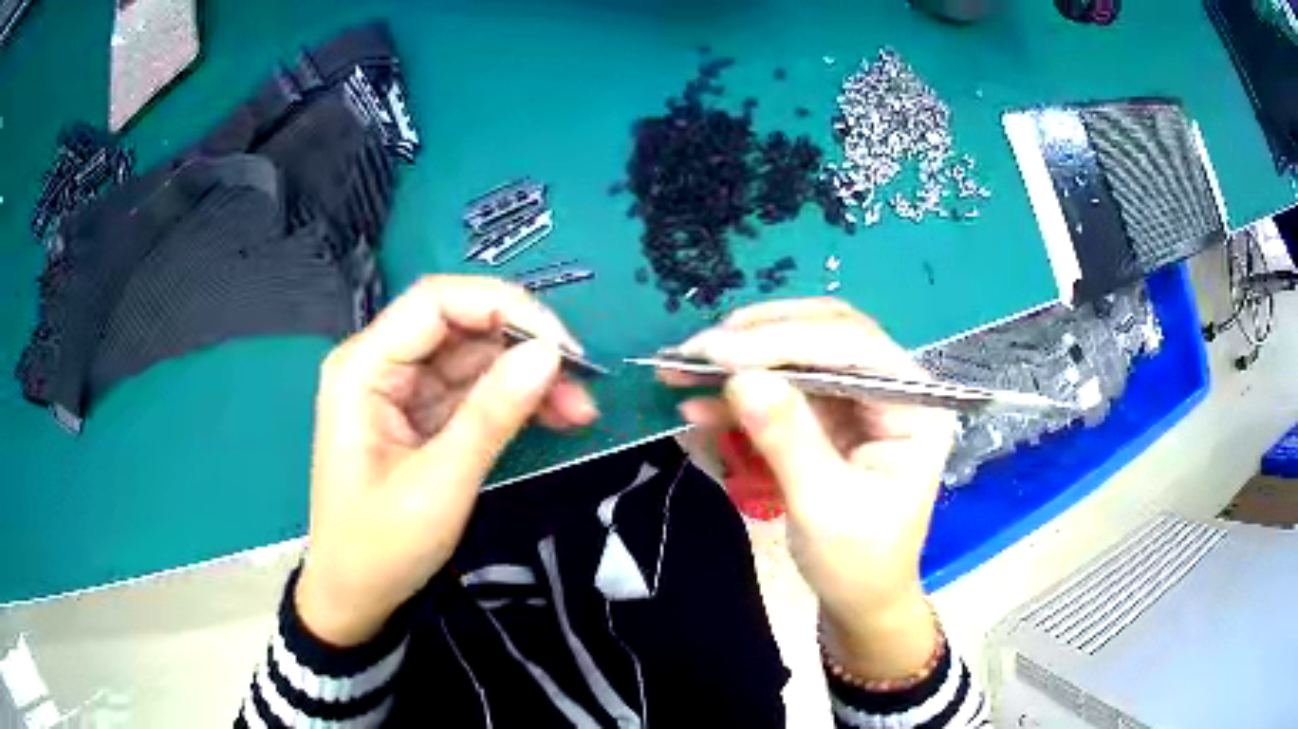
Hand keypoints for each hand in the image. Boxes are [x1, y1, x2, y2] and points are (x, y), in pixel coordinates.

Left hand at [297, 276, 598, 646]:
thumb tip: (550, 353)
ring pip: (473, 359)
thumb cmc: (380, 549)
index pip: (436, 302)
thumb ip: (492, 414)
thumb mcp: (440, 485)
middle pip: (459, 325)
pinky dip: (513, 402)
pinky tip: (553, 417)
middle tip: (583, 385)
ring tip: (579, 412)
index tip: (562, 347)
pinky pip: (471, 392)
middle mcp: (379, 364)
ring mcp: (399, 390)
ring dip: (527, 378)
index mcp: (363, 368)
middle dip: (524, 348)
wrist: (354, 599)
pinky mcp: (418, 416)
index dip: (503, 307)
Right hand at [662, 299, 956, 679]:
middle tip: (695, 350)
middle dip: (758, 338)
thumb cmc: (858, 561)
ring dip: (739, 360)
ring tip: (680, 369)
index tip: (715, 350)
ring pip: (797, 354)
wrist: (859, 597)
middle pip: (825, 334)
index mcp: (914, 405)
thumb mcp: (824, 506)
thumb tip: (740, 379)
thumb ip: (788, 439)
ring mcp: (858, 400)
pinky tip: (699, 405)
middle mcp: (890, 388)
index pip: (852, 347)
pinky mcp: (829, 416)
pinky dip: (739, 394)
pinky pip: (781, 389)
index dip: (782, 340)